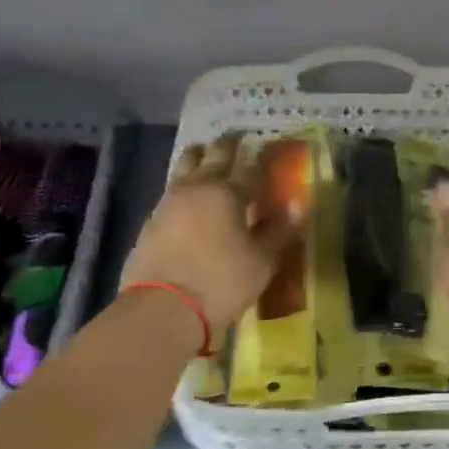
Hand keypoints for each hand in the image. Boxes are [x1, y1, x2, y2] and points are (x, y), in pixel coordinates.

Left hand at [120, 134, 300, 338]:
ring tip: (205, 155)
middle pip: (211, 156)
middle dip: (225, 146)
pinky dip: (181, 185)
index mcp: (227, 193)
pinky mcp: (150, 220)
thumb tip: (298, 202)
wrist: (162, 308)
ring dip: (197, 157)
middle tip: (234, 139)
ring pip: (184, 166)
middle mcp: (196, 188)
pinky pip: (170, 190)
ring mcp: (168, 201)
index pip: (247, 165)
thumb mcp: (261, 261)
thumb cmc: (221, 283)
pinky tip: (186, 195)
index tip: (261, 145)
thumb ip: (278, 229)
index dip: (257, 154)